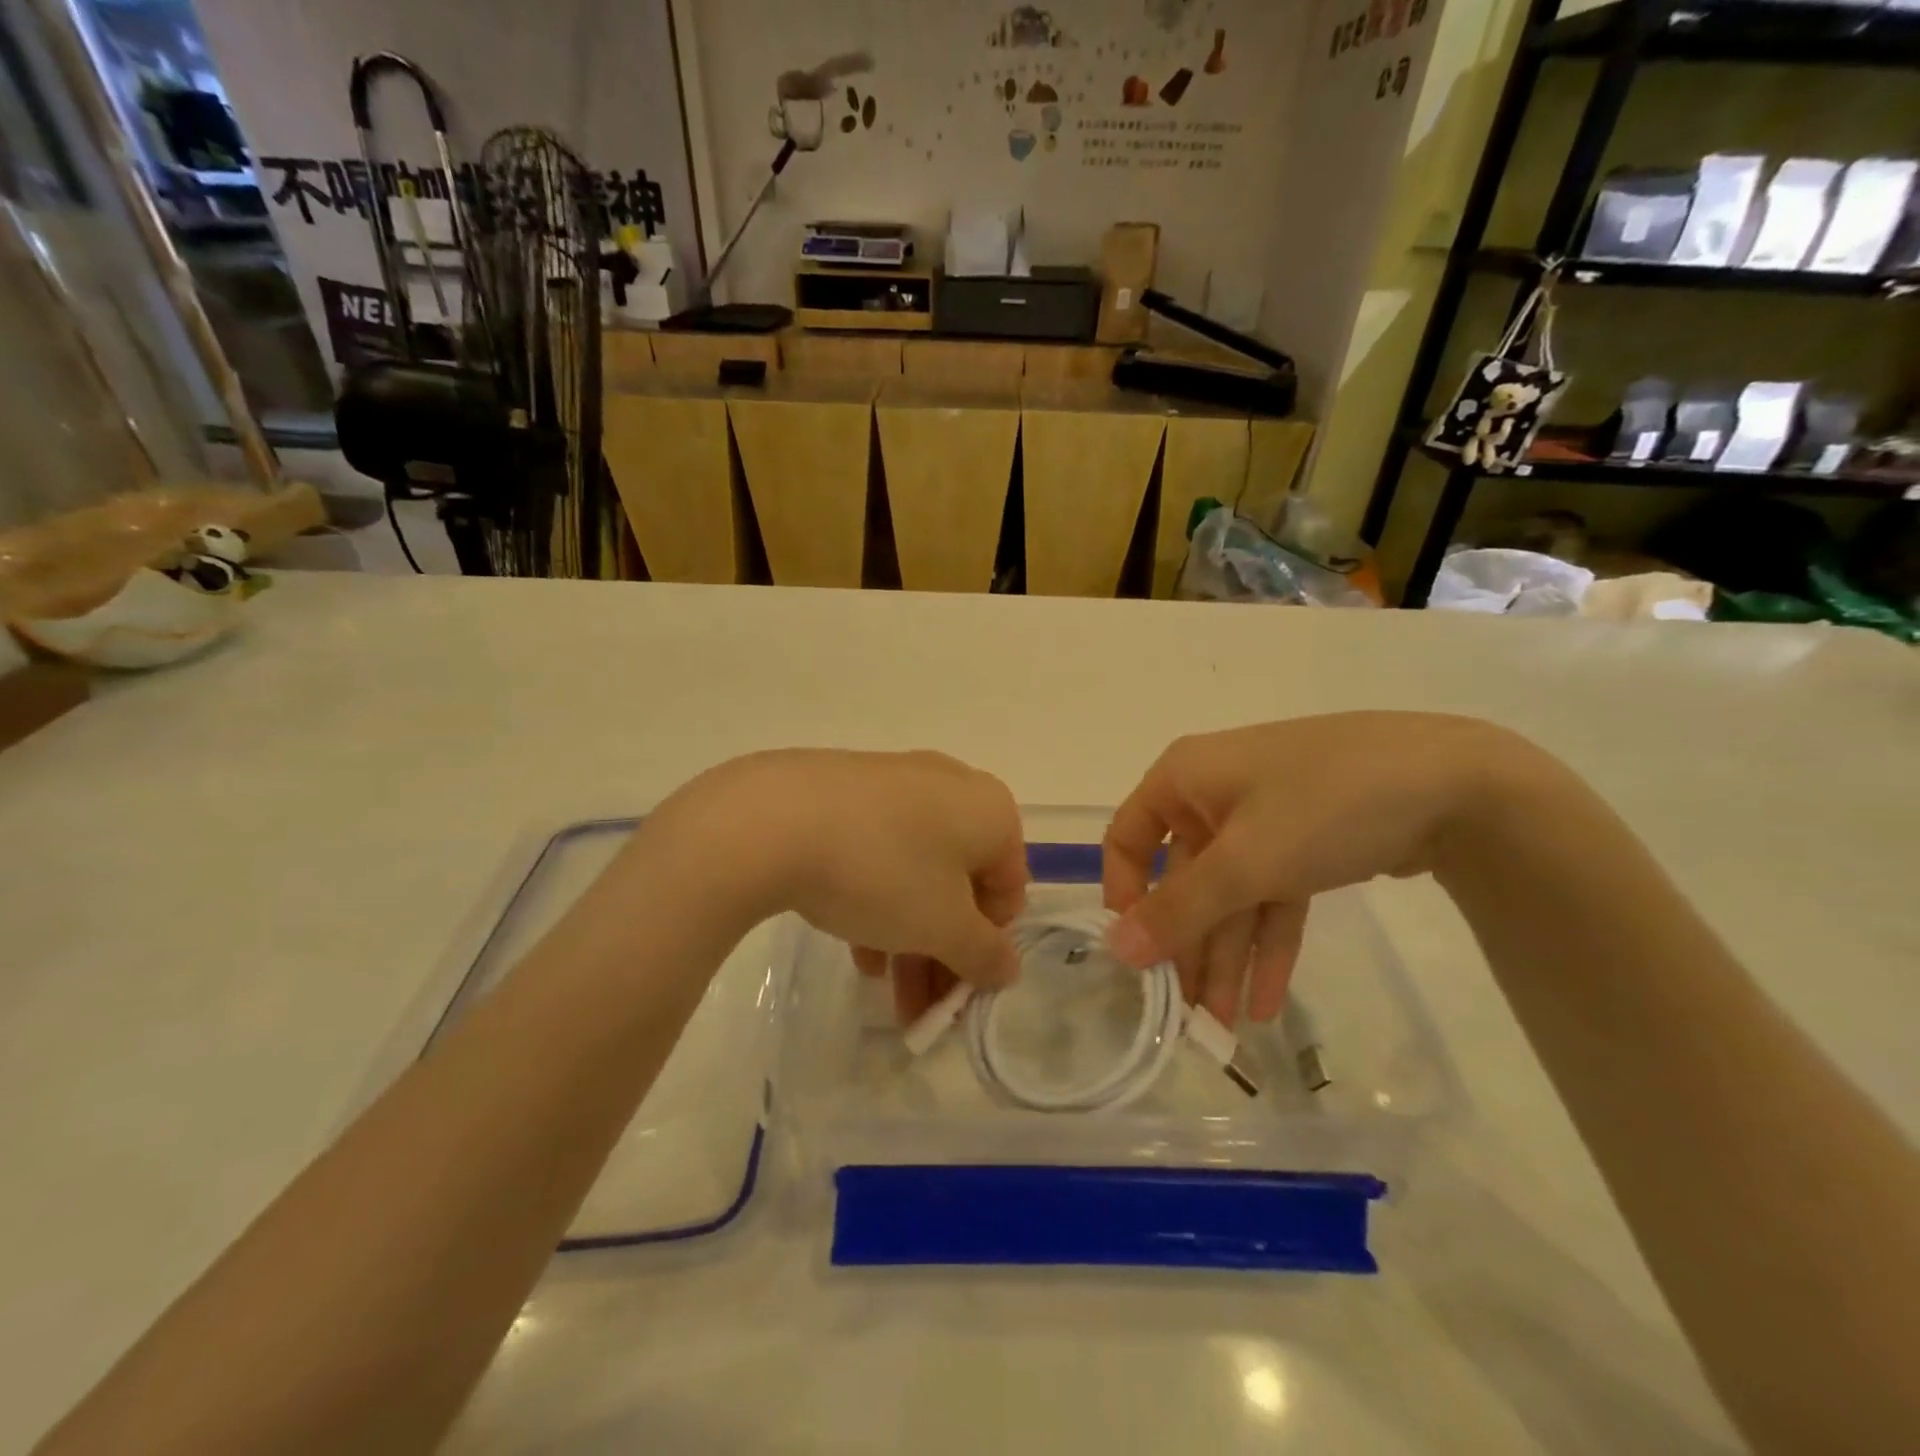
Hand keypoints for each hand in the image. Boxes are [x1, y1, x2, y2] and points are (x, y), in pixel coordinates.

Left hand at [645, 749, 1027, 1021]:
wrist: (775, 818)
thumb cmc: (883, 872)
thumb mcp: (942, 927)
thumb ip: (984, 953)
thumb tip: (1007, 967)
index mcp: (989, 810)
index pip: (1008, 890)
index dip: (987, 947)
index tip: (959, 992)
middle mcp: (951, 787)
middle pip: (959, 885)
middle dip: (942, 952)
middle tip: (919, 1008)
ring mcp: (896, 783)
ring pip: (916, 872)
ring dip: (908, 936)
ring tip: (882, 988)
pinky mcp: (849, 791)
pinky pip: (879, 851)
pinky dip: (877, 899)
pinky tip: (856, 945)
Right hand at [1101, 713, 1517, 1022]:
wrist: (1458, 781)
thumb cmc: (1324, 806)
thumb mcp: (1245, 861)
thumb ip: (1179, 910)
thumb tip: (1114, 950)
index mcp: (1183, 779)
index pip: (1128, 838)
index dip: (1125, 896)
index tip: (1137, 954)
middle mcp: (1214, 795)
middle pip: (1185, 879)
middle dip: (1189, 947)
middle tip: (1188, 1016)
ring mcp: (1263, 818)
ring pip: (1231, 894)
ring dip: (1229, 957)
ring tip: (1228, 1030)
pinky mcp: (1306, 841)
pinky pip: (1273, 894)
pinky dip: (1270, 942)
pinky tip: (1267, 1000)